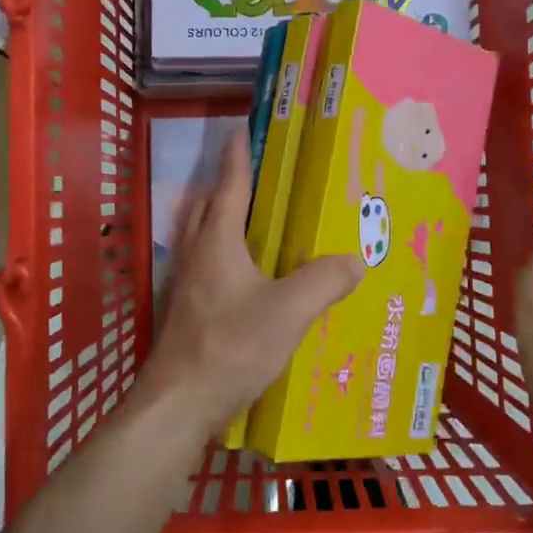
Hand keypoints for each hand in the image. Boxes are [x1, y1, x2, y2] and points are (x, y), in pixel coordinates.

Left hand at [142, 131, 362, 439]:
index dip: (238, 156)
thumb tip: (354, 259)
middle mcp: (196, 254)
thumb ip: (324, 281)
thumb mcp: (288, 311)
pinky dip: (223, 256)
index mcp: (217, 241)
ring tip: (257, 224)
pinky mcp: (185, 311)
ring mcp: (185, 284)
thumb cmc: (230, 346)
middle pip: (208, 207)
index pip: (229, 185)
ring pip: (202, 237)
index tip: (242, 129)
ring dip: (223, 221)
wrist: (178, 403)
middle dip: (228, 186)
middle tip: (260, 179)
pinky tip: (248, 279)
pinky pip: (206, 267)